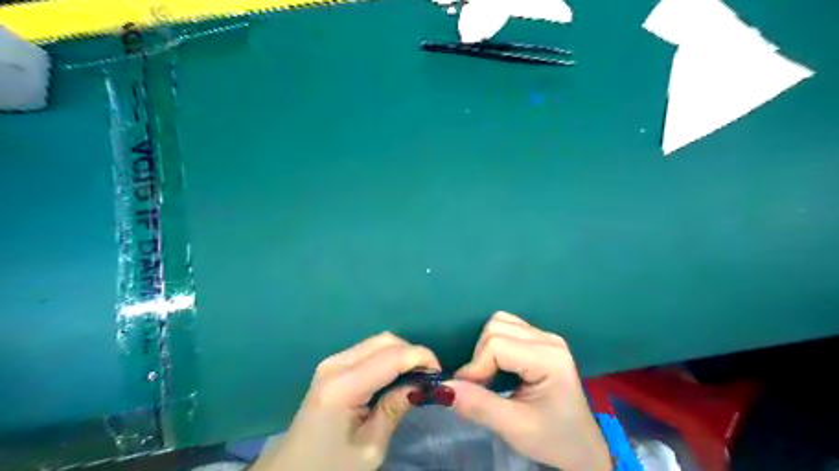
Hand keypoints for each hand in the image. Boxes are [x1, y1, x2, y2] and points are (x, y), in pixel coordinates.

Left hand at [252, 331, 439, 469]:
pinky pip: (367, 350)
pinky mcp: (332, 366)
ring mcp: (331, 362)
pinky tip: (395, 375)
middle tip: (429, 376)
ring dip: (400, 353)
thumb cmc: (331, 468)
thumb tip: (422, 383)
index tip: (440, 373)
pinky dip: (387, 357)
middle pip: (385, 341)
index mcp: (342, 387)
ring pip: (377, 341)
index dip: (421, 357)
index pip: (391, 356)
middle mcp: (335, 364)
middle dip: (412, 353)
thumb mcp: (370, 447)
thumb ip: (395, 408)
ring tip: (415, 376)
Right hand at [449, 313, 613, 470]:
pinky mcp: (539, 341)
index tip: (466, 391)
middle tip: (479, 386)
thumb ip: (478, 405)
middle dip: (479, 356)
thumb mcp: (515, 428)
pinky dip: (493, 345)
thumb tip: (442, 387)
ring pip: (500, 322)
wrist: (581, 448)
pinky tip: (497, 367)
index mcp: (549, 358)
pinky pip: (507, 328)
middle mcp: (548, 339)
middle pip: (496, 327)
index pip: (497, 345)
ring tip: (488, 376)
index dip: (475, 366)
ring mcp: (545, 337)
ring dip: (485, 348)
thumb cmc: (553, 439)